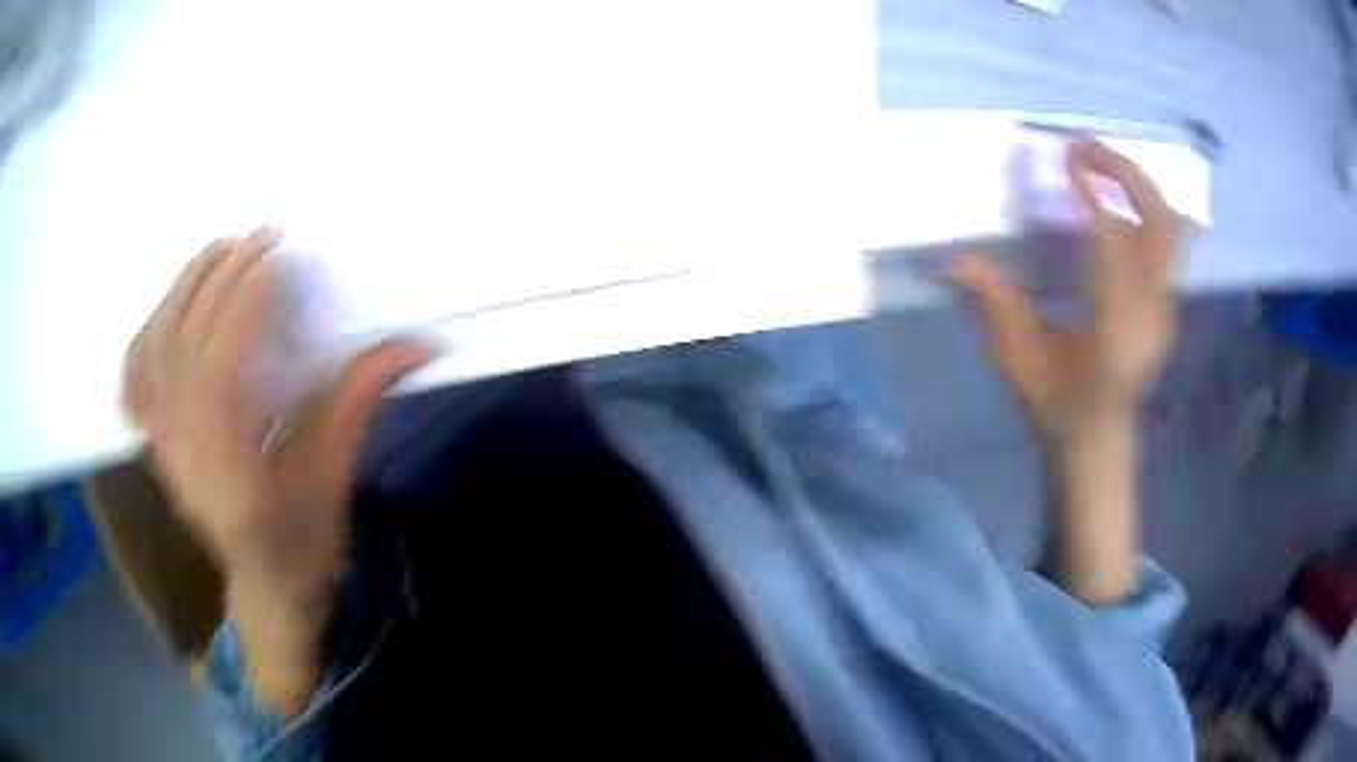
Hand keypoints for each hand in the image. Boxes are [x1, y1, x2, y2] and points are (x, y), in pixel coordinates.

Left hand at [121, 227, 432, 628]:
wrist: (264, 585)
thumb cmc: (303, 537)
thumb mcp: (334, 472)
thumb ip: (360, 397)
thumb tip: (419, 342)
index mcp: (229, 459)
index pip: (223, 352)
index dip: (247, 293)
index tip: (279, 251)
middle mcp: (183, 444)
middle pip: (187, 336)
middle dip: (222, 274)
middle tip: (258, 236)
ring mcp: (161, 441)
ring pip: (155, 346)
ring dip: (182, 287)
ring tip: (217, 250)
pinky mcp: (155, 440)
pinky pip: (133, 378)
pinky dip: (143, 333)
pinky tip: (164, 310)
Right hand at [950, 135, 1179, 444]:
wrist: (1099, 444)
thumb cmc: (1059, 409)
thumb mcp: (1021, 365)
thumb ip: (996, 307)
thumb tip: (956, 261)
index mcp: (1117, 330)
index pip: (1116, 242)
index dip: (1094, 192)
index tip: (1065, 158)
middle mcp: (1151, 312)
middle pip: (1160, 221)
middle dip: (1125, 173)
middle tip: (1083, 145)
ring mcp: (1165, 307)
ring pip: (1169, 226)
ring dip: (1136, 184)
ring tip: (1098, 161)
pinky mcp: (1165, 302)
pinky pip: (1164, 240)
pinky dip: (1142, 205)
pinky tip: (1114, 196)